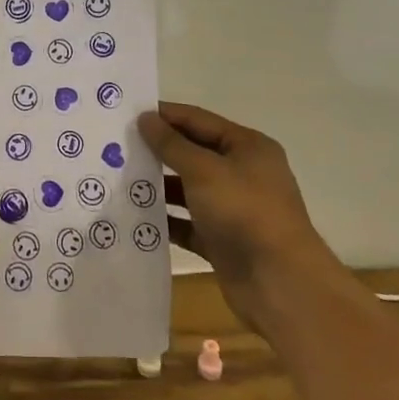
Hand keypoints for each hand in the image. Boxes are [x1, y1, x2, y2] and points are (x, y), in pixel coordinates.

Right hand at [139, 101, 329, 329]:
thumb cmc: (245, 212)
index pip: (198, 120)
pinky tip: (135, 216)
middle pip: (193, 153)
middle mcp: (242, 173)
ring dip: (159, 186)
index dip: (165, 115)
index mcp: (247, 147)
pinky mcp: (223, 240)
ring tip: (119, 179)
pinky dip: (166, 219)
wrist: (281, 285)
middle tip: (117, 145)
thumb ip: (172, 144)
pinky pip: (188, 223)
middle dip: (158, 150)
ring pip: (188, 189)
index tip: (127, 114)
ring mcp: (233, 209)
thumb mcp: (204, 170)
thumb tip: (145, 119)